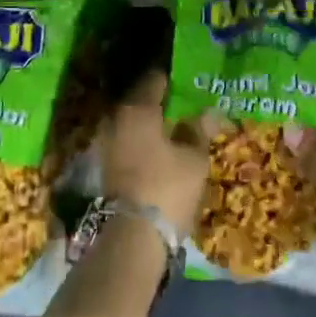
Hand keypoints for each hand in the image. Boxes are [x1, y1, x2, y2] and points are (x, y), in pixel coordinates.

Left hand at [101, 71, 216, 233]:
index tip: (189, 80)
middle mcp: (116, 118)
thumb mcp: (193, 159)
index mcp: (137, 108)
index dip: (173, 78)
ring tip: (175, 128)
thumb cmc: (167, 188)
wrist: (132, 238)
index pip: (155, 79)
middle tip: (185, 104)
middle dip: (161, 101)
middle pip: (141, 100)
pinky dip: (141, 141)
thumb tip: (210, 110)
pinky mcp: (104, 166)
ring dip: (150, 123)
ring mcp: (106, 142)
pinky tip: (160, 150)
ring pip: (132, 122)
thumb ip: (199, 130)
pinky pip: (126, 141)